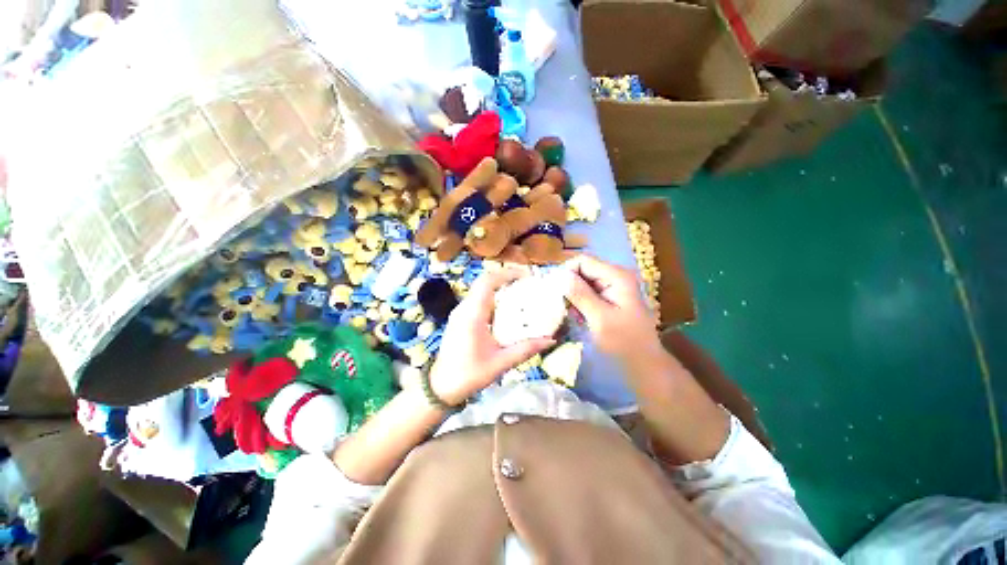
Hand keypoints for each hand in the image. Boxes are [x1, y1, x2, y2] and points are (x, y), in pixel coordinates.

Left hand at [429, 267, 553, 404]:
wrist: (441, 386)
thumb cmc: (469, 375)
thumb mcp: (500, 363)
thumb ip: (525, 350)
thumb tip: (549, 340)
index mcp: (472, 315)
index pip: (487, 282)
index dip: (507, 273)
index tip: (526, 275)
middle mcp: (464, 309)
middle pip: (484, 282)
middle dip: (505, 278)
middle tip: (526, 282)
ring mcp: (459, 313)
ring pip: (480, 290)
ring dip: (499, 287)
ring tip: (519, 292)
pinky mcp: (459, 318)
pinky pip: (477, 300)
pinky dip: (492, 297)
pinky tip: (504, 309)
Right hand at [563, 254, 662, 368]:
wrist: (643, 362)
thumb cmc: (624, 342)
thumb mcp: (599, 318)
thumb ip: (580, 295)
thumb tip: (559, 276)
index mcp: (616, 276)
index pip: (583, 261)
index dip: (566, 272)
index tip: (555, 291)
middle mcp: (615, 276)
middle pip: (582, 270)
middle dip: (569, 285)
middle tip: (562, 305)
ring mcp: (613, 286)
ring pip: (583, 281)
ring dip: (573, 295)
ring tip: (572, 314)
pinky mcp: (609, 297)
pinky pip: (588, 292)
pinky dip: (579, 302)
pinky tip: (579, 316)